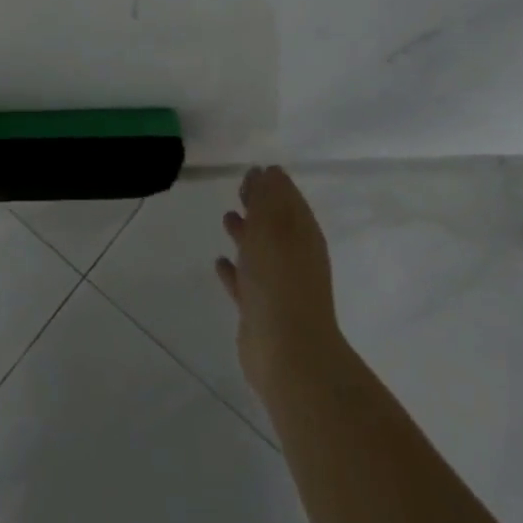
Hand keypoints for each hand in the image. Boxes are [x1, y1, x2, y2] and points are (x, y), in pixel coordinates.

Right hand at [215, 165, 345, 400]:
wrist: (288, 352)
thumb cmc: (279, 281)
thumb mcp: (272, 228)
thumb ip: (267, 199)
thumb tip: (267, 171)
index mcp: (303, 235)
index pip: (289, 200)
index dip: (273, 184)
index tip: (254, 170)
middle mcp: (295, 257)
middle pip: (276, 223)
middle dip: (260, 205)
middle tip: (240, 188)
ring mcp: (279, 285)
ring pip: (260, 251)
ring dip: (246, 234)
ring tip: (226, 218)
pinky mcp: (261, 310)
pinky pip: (245, 281)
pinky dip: (234, 269)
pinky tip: (219, 262)